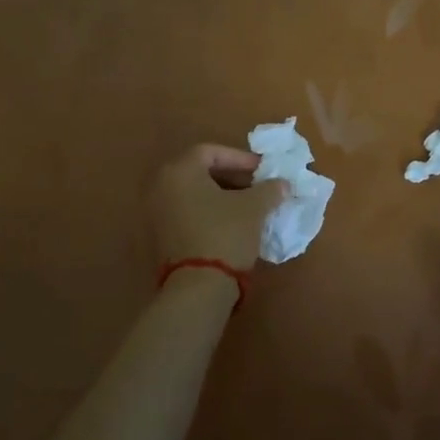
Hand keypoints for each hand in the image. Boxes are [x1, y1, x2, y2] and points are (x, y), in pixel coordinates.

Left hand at [149, 143, 286, 271]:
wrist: (198, 287)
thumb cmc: (225, 234)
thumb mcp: (254, 208)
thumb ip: (269, 189)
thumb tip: (282, 184)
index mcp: (179, 171)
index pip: (211, 151)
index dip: (240, 158)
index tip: (263, 170)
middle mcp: (161, 187)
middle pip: (200, 172)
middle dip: (233, 177)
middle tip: (258, 187)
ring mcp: (157, 214)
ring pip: (195, 194)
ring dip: (223, 196)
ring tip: (250, 207)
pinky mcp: (161, 237)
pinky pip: (188, 213)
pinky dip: (210, 213)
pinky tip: (233, 225)